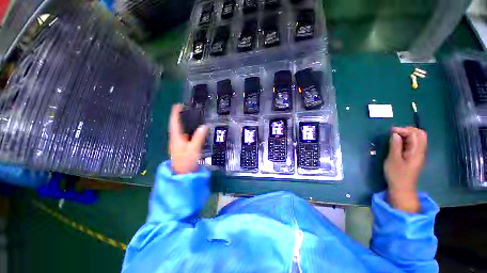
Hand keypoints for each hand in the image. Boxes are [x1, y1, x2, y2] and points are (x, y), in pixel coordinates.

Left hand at [168, 104, 207, 173]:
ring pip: (180, 130)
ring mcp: (178, 143)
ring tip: (192, 116)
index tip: (178, 104)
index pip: (174, 122)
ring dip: (184, 122)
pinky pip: (184, 135)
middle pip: (176, 125)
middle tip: (188, 109)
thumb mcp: (194, 149)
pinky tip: (194, 129)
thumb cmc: (186, 161)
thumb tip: (204, 126)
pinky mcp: (182, 147)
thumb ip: (199, 137)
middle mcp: (175, 139)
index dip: (175, 113)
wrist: (183, 175)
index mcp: (176, 138)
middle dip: (180, 116)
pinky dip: (187, 129)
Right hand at [384, 127, 426, 212]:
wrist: (402, 188)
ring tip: (395, 136)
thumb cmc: (396, 174)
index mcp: (416, 151)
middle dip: (408, 130)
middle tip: (394, 132)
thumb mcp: (393, 160)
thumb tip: (395, 134)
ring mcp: (419, 154)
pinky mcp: (414, 156)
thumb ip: (395, 146)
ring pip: (418, 138)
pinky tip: (398, 142)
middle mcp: (420, 151)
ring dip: (407, 134)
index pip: (414, 134)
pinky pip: (414, 143)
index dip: (403, 130)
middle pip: (420, 134)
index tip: (390, 131)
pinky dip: (407, 139)